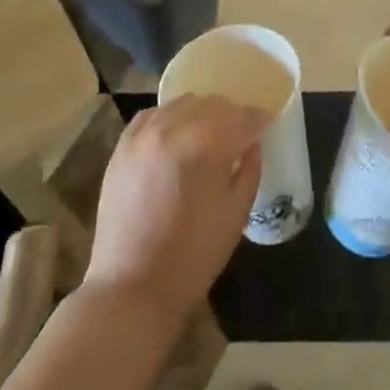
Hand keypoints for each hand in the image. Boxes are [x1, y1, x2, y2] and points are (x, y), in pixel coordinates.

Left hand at [84, 95, 269, 324]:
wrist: (132, 286)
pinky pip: (152, 116)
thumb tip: (252, 143)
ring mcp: (143, 134)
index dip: (258, 119)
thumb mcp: (236, 214)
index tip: (267, 124)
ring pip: (181, 104)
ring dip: (201, 115)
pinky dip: (169, 120)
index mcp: (205, 143)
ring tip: (208, 137)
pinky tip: (175, 138)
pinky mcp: (122, 147)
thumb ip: (249, 169)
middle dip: (231, 116)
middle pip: (212, 104)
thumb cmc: (193, 255)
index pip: (241, 117)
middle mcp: (172, 127)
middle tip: (240, 135)